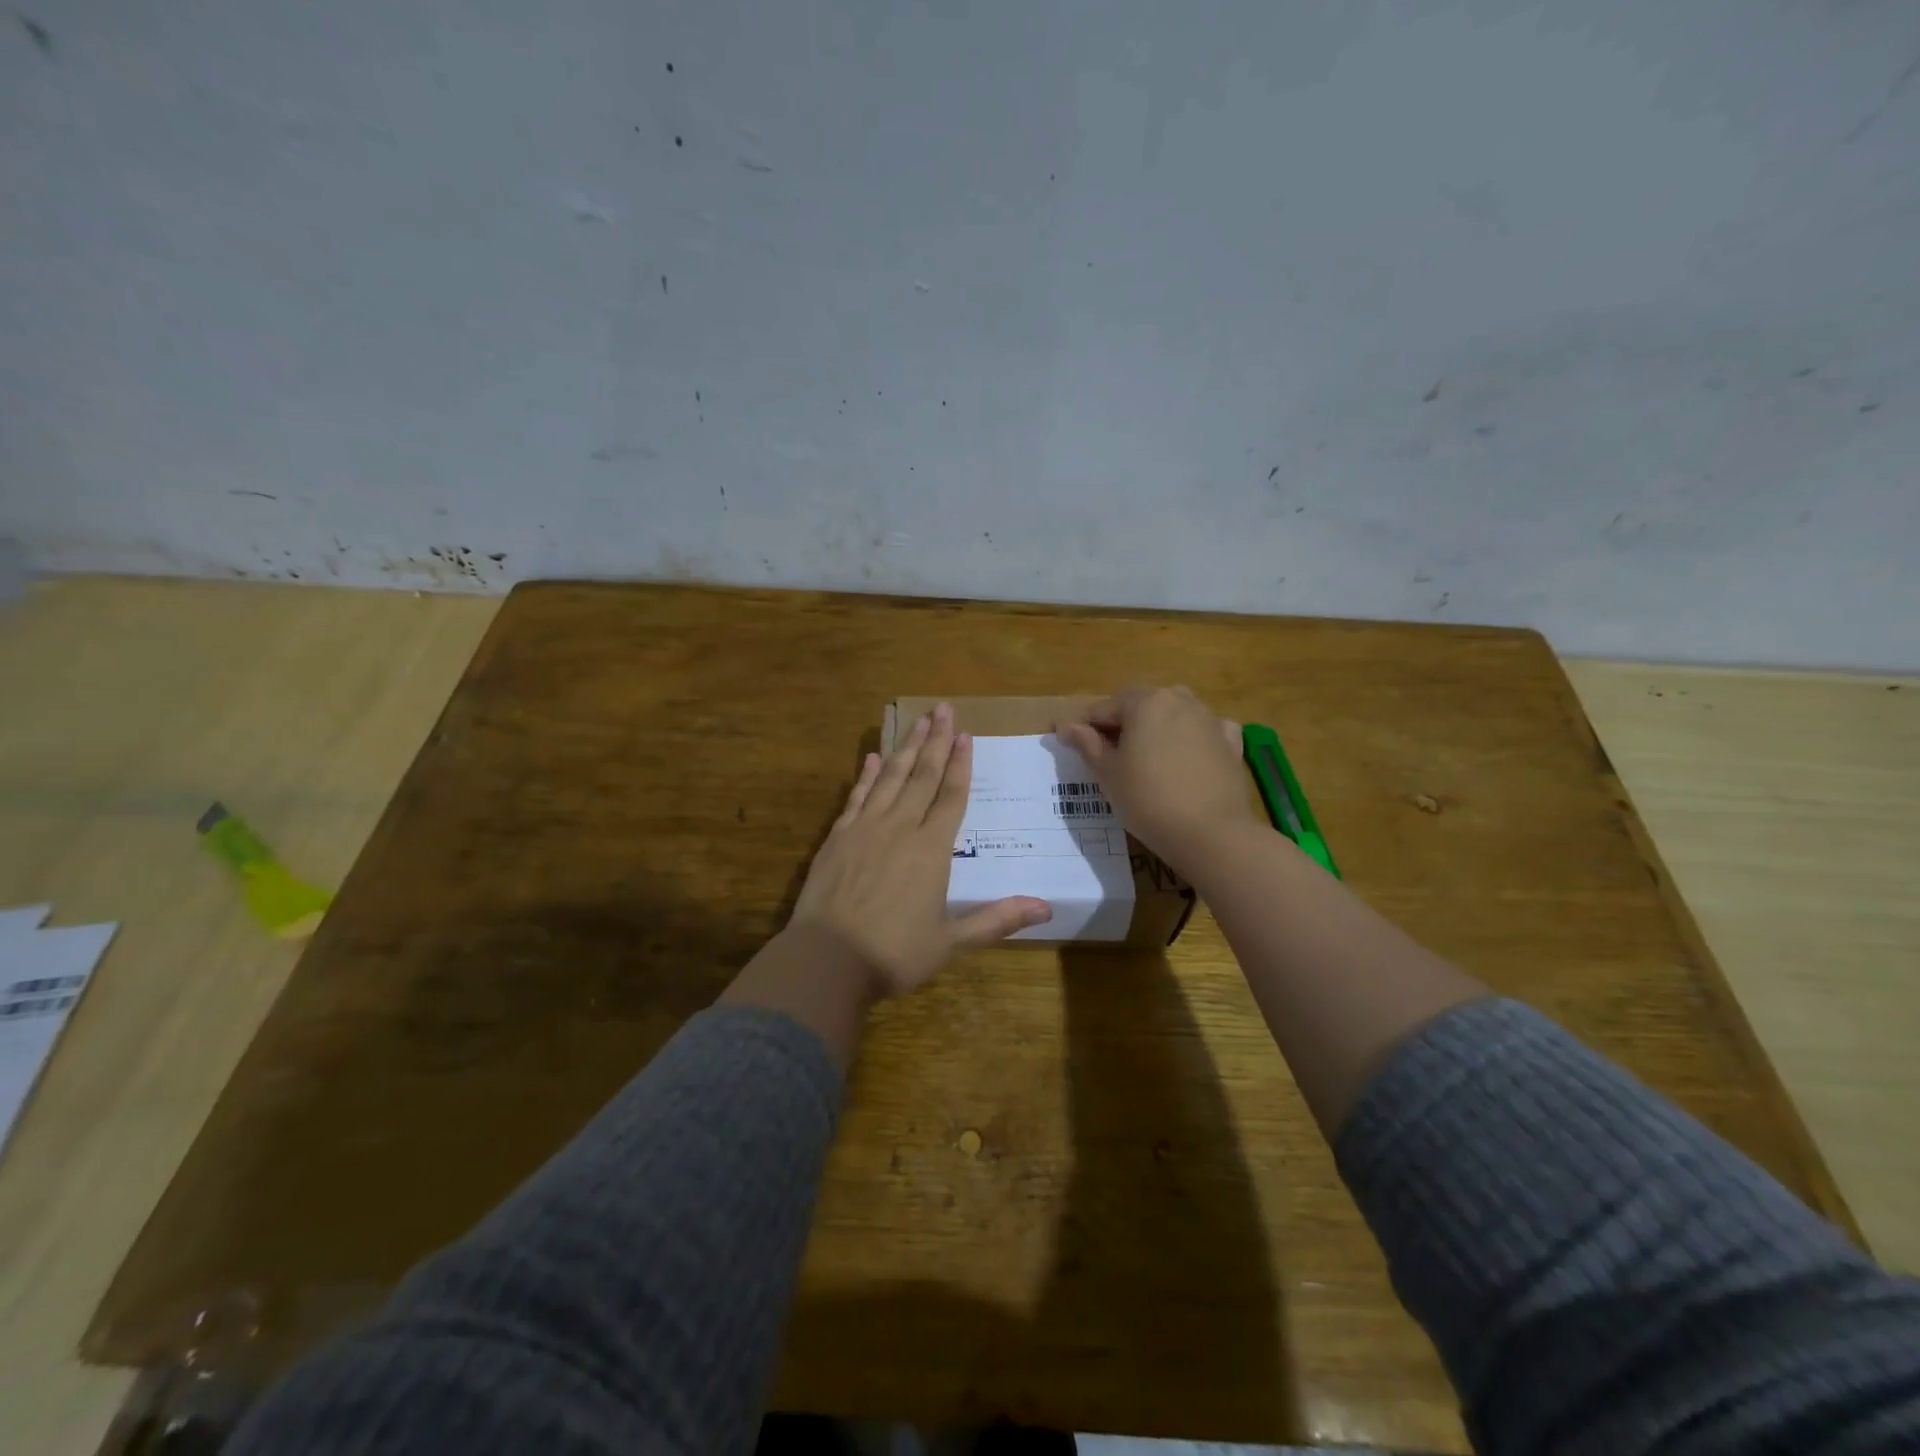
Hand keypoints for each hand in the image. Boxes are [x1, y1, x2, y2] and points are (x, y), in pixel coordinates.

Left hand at [789, 703, 1052, 998]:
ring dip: (905, 747)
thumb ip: (997, 920)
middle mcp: (899, 829)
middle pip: (921, 776)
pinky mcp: (837, 837)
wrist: (826, 961)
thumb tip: (1047, 908)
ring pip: (889, 778)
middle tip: (943, 709)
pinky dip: (866, 775)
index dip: (960, 765)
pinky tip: (872, 757)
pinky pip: (856, 797)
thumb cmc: (893, 954)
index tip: (966, 735)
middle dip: (935, 741)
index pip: (951, 797)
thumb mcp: (951, 943)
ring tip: (918, 720)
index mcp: (931, 851)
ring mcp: (864, 829)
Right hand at [1056, 685, 1257, 864]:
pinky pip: (1205, 731)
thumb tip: (1066, 726)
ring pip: (1173, 716)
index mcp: (1145, 701)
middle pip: (1141, 706)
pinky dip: (1192, 739)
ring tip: (1147, 761)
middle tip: (1111, 758)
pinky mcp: (1231, 743)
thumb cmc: (1147, 799)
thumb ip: (1087, 744)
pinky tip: (1187, 758)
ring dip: (1157, 730)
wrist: (1211, 833)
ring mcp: (1209, 719)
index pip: (1104, 708)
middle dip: (1123, 725)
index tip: (1075, 750)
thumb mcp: (1107, 774)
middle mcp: (1179, 700)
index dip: (1086, 728)